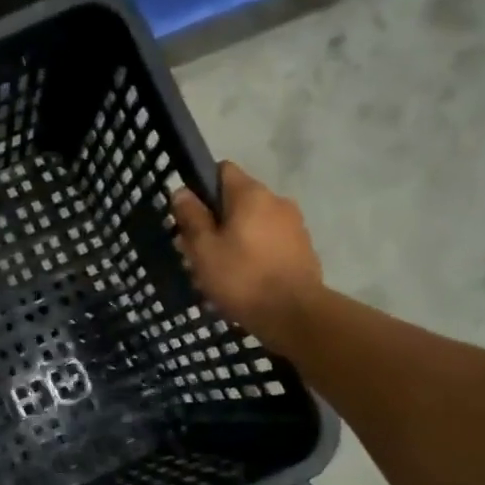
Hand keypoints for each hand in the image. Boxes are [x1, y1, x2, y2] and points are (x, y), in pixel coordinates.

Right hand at [171, 162, 323, 346]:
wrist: (294, 314)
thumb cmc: (242, 278)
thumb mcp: (204, 250)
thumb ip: (192, 218)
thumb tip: (182, 192)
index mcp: (251, 195)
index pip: (223, 170)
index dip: (202, 188)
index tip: (189, 215)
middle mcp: (276, 200)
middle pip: (237, 200)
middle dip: (216, 220)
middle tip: (198, 252)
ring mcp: (294, 224)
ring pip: (253, 223)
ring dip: (234, 238)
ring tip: (220, 270)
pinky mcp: (302, 248)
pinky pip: (269, 241)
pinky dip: (254, 252)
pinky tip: (244, 278)